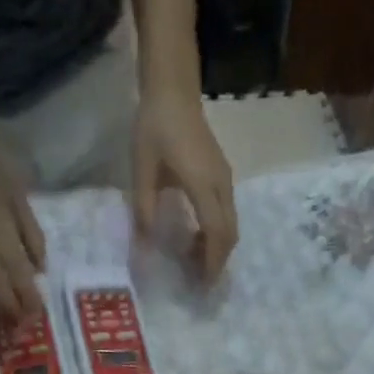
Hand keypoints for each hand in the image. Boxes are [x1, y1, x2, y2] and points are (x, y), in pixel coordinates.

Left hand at [131, 86, 237, 279]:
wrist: (173, 88)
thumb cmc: (155, 125)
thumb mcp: (142, 168)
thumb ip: (144, 209)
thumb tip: (145, 248)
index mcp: (203, 184)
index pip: (216, 233)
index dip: (211, 262)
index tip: (202, 285)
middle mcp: (221, 185)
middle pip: (229, 234)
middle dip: (217, 262)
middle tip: (200, 283)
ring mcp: (225, 180)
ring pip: (231, 226)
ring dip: (217, 249)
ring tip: (196, 264)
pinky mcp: (223, 177)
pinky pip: (226, 214)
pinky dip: (217, 234)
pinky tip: (197, 239)